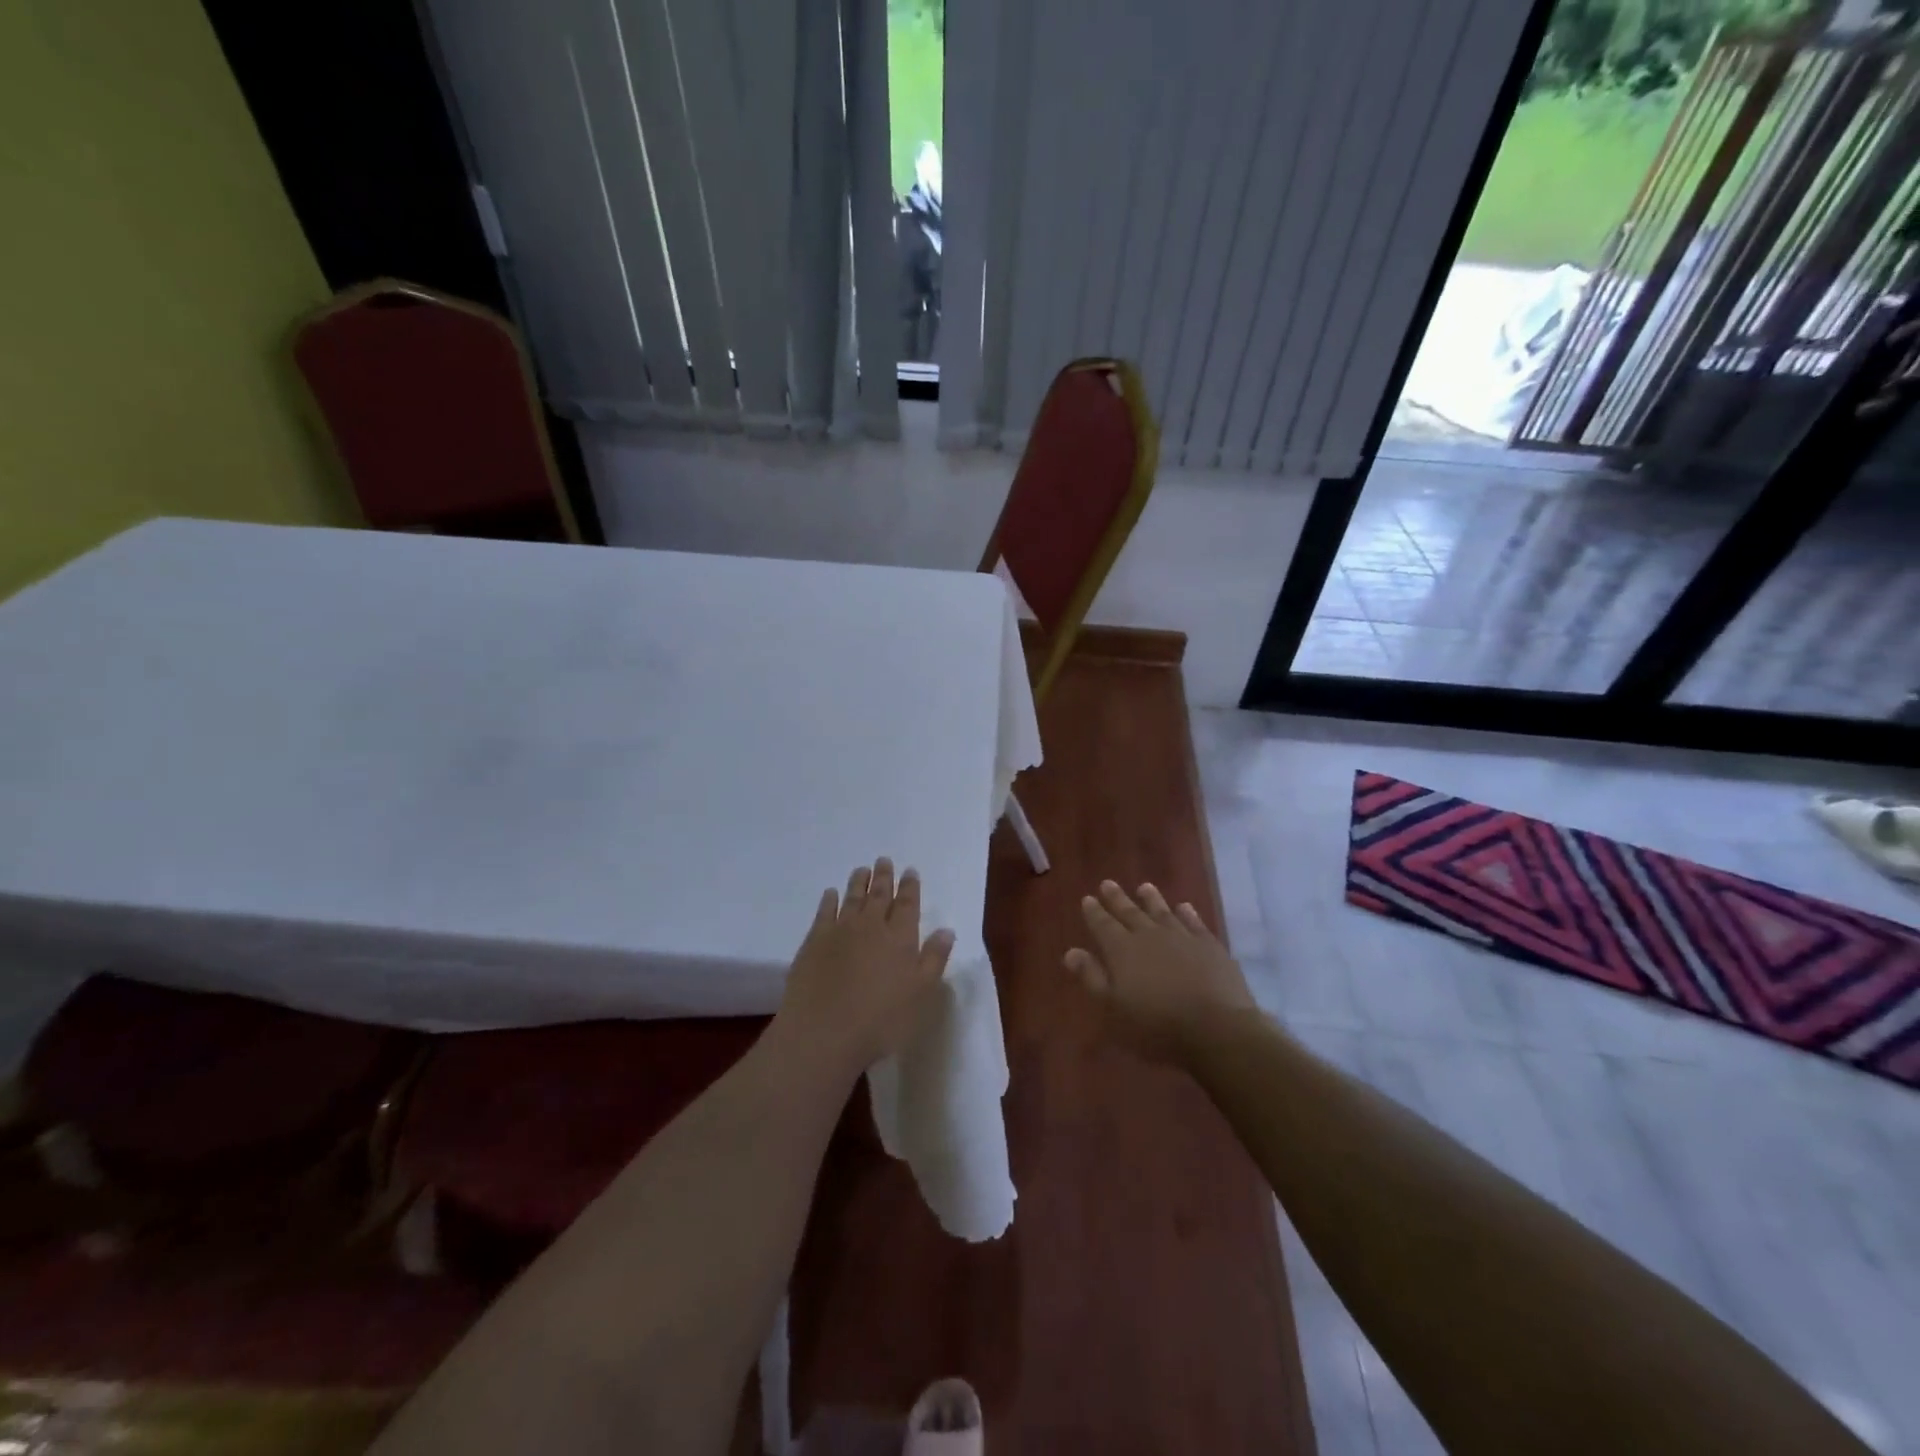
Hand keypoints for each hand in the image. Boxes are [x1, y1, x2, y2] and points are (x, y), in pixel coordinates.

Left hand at [774, 857, 954, 1079]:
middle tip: (884, 860)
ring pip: (852, 898)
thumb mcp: (921, 994)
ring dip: (858, 882)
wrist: (823, 1033)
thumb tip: (946, 930)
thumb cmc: (881, 1020)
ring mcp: (840, 931)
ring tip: (862, 869)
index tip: (910, 870)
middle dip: (884, 877)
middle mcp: (871, 926)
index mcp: (900, 938)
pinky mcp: (814, 942)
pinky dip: (829, 900)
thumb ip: (934, 959)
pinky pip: (824, 912)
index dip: (910, 887)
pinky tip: (831, 893)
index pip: (908, 905)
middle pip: (879, 895)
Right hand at [1063, 880, 1255, 1066]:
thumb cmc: (1156, 1026)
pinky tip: (1183, 907)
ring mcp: (1182, 938)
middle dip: (1117, 899)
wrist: (1215, 1029)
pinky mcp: (1209, 946)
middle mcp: (1149, 936)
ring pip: (1162, 912)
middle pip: (1130, 913)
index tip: (1087, 898)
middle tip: (1107, 883)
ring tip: (1144, 887)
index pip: (1103, 925)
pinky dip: (1187, 914)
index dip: (1094, 912)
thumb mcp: (1113, 1008)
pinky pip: (1194, 923)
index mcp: (1122, 950)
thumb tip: (1071, 952)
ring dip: (1151, 899)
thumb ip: (1092, 978)